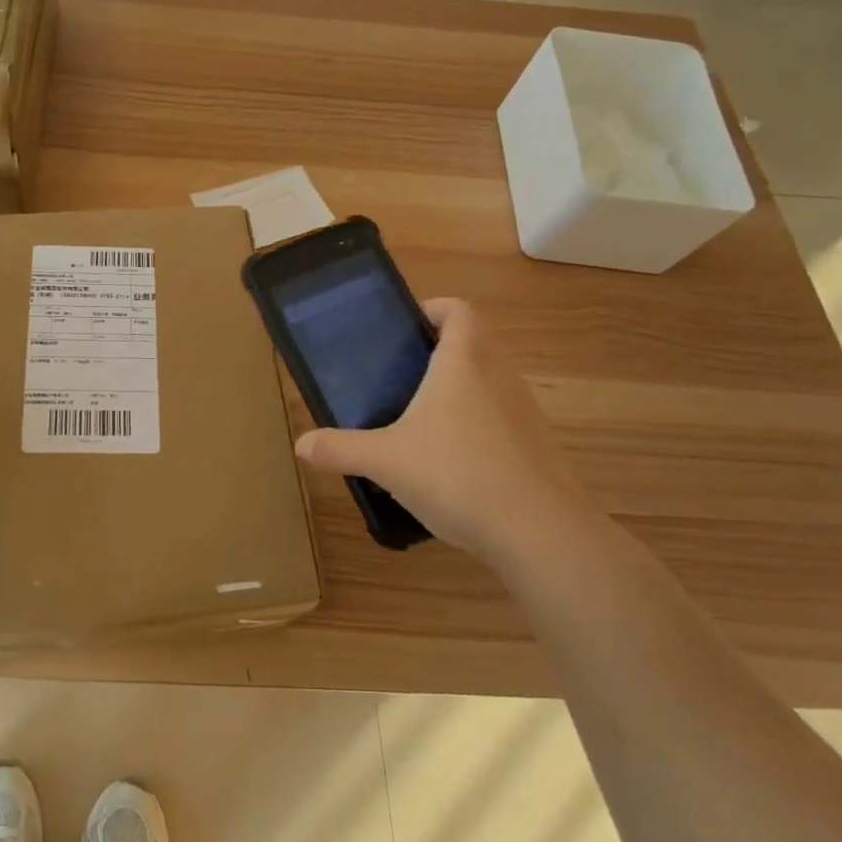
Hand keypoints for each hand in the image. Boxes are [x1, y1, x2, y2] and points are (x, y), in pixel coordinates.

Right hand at [294, 298, 594, 564]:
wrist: (540, 533)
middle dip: (443, 350)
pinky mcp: (540, 446)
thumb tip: (301, 444)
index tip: (407, 326)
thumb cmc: (457, 475)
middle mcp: (499, 376)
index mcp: (462, 363)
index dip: (435, 309)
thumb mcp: (386, 461)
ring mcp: (525, 411)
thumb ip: (341, 449)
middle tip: (405, 373)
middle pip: (476, 342)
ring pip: (493, 380)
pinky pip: (506, 417)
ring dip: (464, 386)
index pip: (458, 311)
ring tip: (425, 416)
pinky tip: (456, 461)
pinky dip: (482, 424)